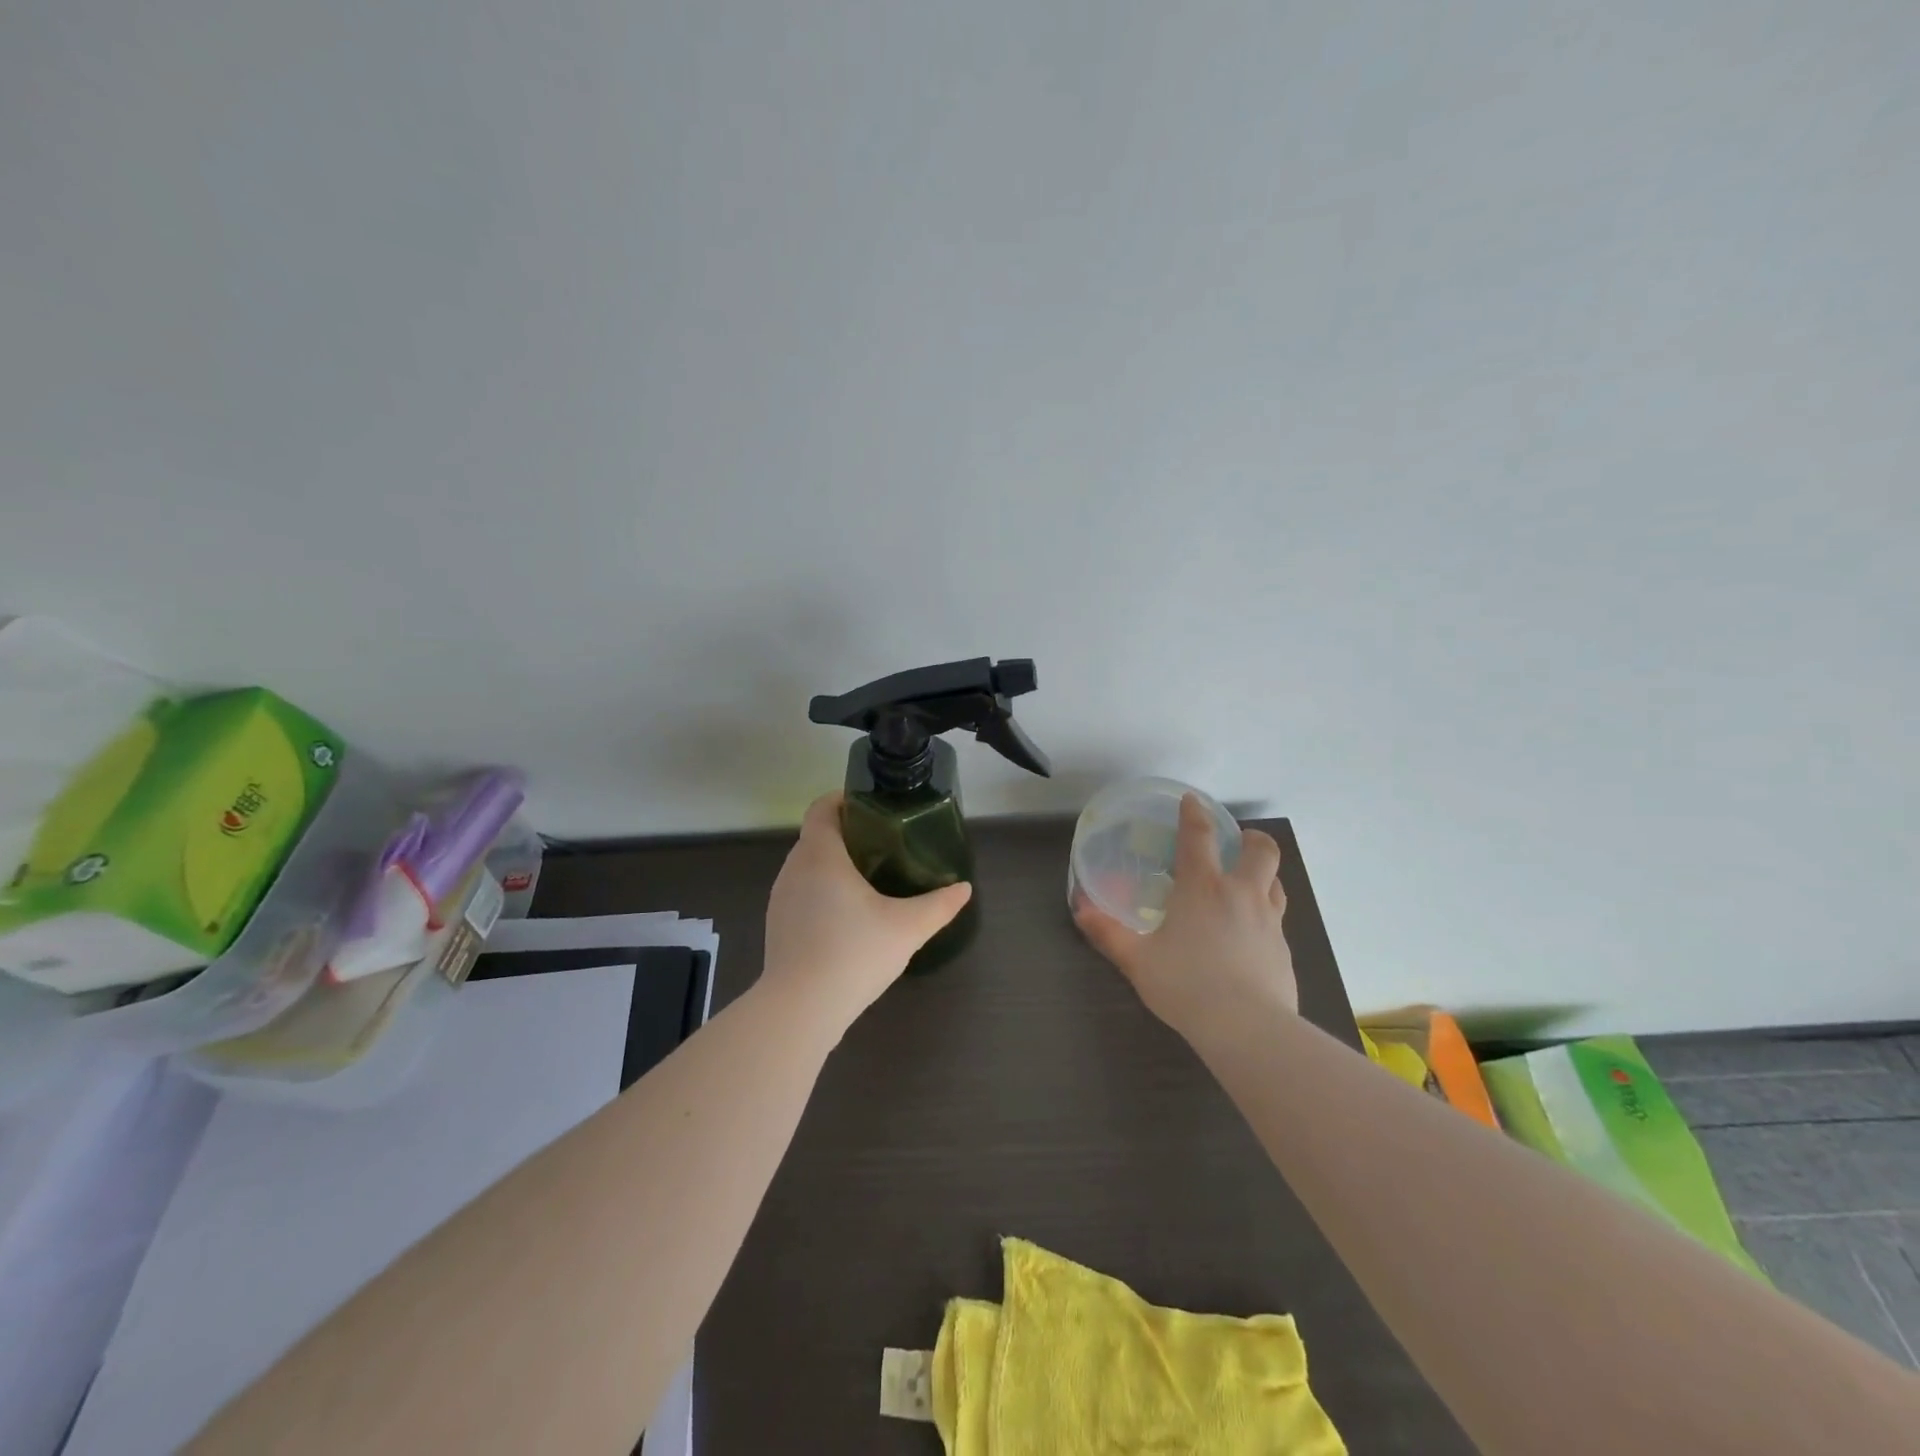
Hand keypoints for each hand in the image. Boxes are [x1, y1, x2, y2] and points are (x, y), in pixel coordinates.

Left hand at [762, 792, 973, 1031]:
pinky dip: (822, 891)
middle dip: (847, 834)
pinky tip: (847, 917)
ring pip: (807, 866)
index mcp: (821, 855)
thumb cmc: (854, 953)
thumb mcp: (907, 927)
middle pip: (817, 836)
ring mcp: (781, 898)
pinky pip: (801, 893)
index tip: (873, 808)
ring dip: (833, 865)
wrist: (800, 1009)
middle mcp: (794, 868)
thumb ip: (939, 905)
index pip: (822, 808)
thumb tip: (963, 888)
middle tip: (884, 845)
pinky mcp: (777, 925)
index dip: (844, 800)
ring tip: (869, 879)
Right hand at [1073, 794, 1297, 1038]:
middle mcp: (1241, 894)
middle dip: (1251, 838)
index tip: (1192, 801)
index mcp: (1203, 887)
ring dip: (1263, 874)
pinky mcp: (1284, 951)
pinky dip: (1264, 915)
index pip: (1200, 836)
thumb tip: (1079, 908)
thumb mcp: (1137, 960)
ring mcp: (1269, 922)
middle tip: (1236, 842)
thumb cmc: (1186, 985)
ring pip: (1276, 882)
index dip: (1195, 813)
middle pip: (1261, 850)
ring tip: (1245, 884)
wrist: (1248, 1028)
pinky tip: (1249, 936)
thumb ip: (1108, 932)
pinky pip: (1277, 920)